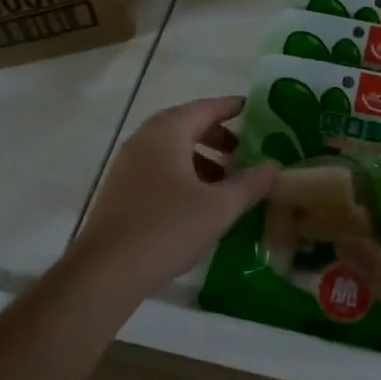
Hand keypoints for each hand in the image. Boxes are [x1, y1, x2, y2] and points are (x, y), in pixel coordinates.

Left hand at [69, 96, 277, 301]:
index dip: (231, 107)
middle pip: (186, 125)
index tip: (253, 108)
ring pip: (171, 149)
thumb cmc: (167, 228)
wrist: (106, 272)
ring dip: (200, 158)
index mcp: (167, 133)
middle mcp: (144, 140)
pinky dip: (182, 173)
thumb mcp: (219, 207)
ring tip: (225, 181)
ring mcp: (127, 165)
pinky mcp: (120, 190)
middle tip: (243, 151)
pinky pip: (158, 168)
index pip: (205, 107)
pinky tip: (198, 202)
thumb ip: (250, 184)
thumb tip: (274, 167)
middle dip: (217, 135)